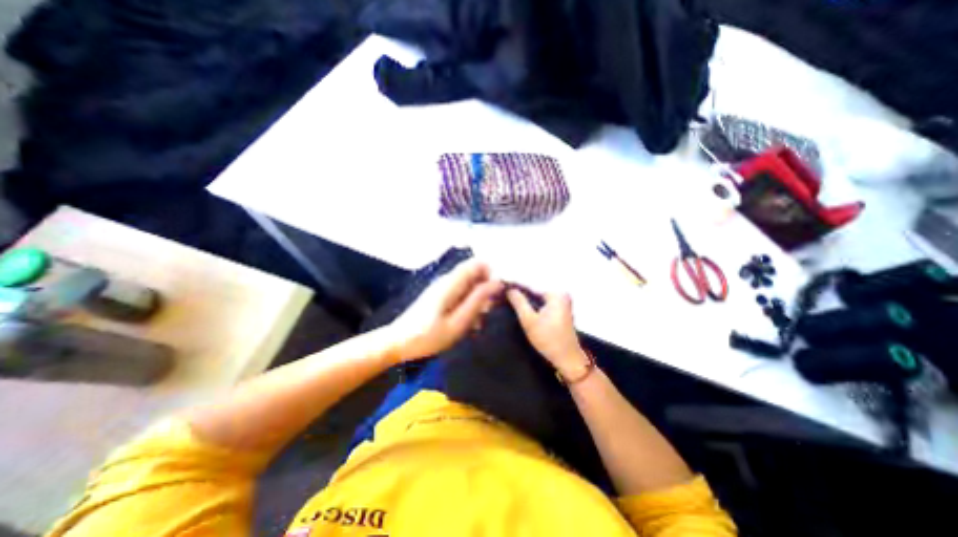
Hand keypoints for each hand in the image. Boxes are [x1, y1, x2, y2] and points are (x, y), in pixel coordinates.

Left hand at [384, 258, 504, 363]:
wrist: (398, 343)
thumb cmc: (428, 336)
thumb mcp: (458, 322)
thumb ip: (477, 300)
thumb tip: (497, 283)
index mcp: (451, 283)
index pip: (477, 263)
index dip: (491, 274)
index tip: (497, 294)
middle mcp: (447, 280)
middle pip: (474, 273)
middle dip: (485, 289)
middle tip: (487, 311)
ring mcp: (442, 287)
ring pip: (469, 284)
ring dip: (478, 299)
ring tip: (478, 321)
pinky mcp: (439, 295)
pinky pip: (461, 292)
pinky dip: (468, 304)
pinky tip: (468, 322)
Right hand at [505, 289, 586, 377]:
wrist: (567, 359)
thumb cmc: (548, 339)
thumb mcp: (529, 320)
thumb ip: (518, 302)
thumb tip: (509, 289)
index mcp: (556, 294)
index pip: (531, 286)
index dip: (515, 288)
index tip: (501, 288)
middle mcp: (561, 295)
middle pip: (535, 292)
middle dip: (520, 295)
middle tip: (504, 297)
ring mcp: (562, 303)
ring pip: (538, 299)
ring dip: (526, 302)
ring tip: (510, 303)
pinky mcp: (561, 311)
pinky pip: (543, 305)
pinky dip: (533, 307)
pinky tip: (521, 310)